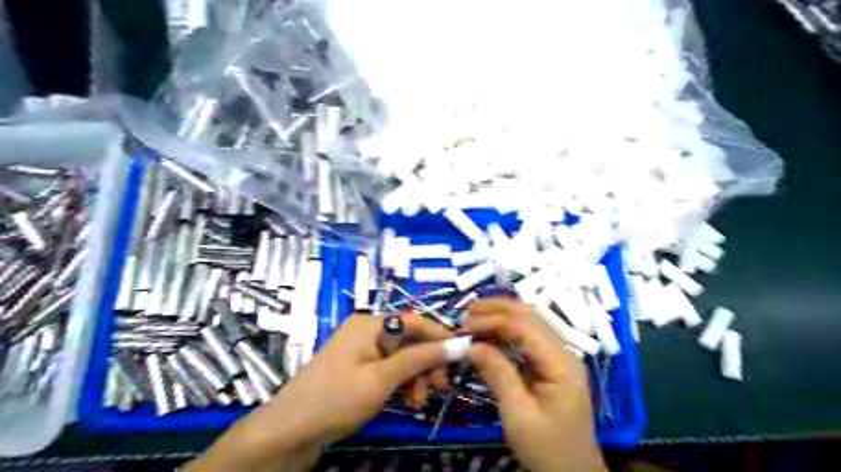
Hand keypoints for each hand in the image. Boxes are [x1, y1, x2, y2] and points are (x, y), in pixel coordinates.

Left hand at [187, 314, 452, 471]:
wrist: (289, 432)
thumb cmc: (335, 400)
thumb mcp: (381, 379)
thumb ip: (418, 359)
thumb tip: (454, 344)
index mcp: (369, 324)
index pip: (414, 320)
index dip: (439, 335)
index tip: (461, 353)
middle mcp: (367, 331)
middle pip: (409, 340)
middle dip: (426, 363)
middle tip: (439, 388)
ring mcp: (361, 350)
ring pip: (402, 357)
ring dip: (415, 376)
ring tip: (418, 401)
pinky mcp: (358, 368)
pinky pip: (389, 368)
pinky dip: (401, 382)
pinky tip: (407, 400)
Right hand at [470, 301, 608, 469]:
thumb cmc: (547, 450)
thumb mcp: (518, 416)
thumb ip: (498, 375)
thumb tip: (472, 346)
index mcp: (562, 364)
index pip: (526, 327)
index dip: (494, 320)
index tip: (465, 326)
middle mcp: (564, 353)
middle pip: (531, 316)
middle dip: (497, 309)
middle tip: (466, 312)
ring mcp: (558, 358)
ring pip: (530, 323)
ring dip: (501, 316)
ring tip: (473, 317)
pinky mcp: (550, 365)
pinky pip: (527, 338)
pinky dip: (505, 332)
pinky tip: (488, 334)